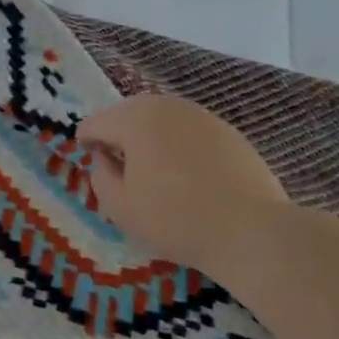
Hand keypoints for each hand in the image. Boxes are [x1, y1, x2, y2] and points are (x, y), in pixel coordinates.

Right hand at [78, 94, 293, 285]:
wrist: (252, 232)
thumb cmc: (175, 219)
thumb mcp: (120, 207)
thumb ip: (100, 177)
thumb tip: (105, 159)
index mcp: (134, 119)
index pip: (95, 123)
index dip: (86, 144)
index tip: (93, 166)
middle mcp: (166, 106)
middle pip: (127, 114)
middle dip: (118, 136)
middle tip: (121, 170)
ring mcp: (201, 116)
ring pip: (160, 120)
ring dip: (149, 139)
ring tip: (154, 172)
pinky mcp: (228, 131)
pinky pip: (189, 132)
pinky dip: (179, 146)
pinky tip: (188, 177)